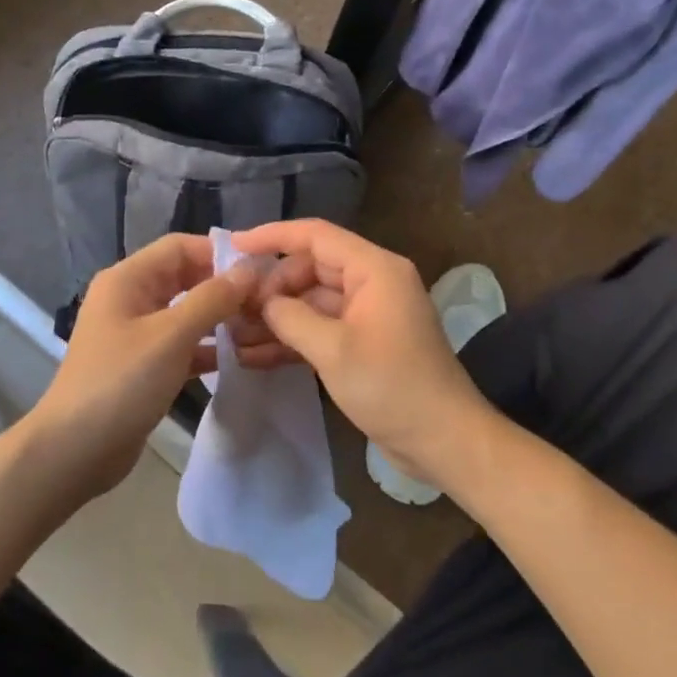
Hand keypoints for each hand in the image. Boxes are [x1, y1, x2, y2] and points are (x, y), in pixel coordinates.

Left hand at [27, 234, 255, 496]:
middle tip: (268, 301)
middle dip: (224, 287)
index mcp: (128, 279)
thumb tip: (250, 270)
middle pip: (185, 278)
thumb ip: (212, 299)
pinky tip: (240, 358)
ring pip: (187, 313)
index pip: (180, 247)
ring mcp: (137, 333)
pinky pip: (183, 345)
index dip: (220, 253)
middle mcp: (131, 298)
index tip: (262, 269)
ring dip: (220, 318)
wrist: (75, 450)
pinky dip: (208, 348)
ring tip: (261, 328)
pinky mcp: (145, 366)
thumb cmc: (121, 382)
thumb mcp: (171, 336)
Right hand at [232, 219, 503, 489]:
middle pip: (310, 268)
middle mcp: (372, 282)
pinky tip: (255, 357)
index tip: (232, 247)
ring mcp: (367, 314)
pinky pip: (320, 329)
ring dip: (276, 318)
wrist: (444, 440)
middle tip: (234, 312)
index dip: (272, 236)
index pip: (315, 236)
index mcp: (374, 269)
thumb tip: (263, 302)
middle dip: (271, 288)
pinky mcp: (363, 343)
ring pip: (311, 301)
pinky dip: (292, 340)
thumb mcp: (333, 350)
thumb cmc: (392, 387)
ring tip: (235, 337)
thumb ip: (291, 317)